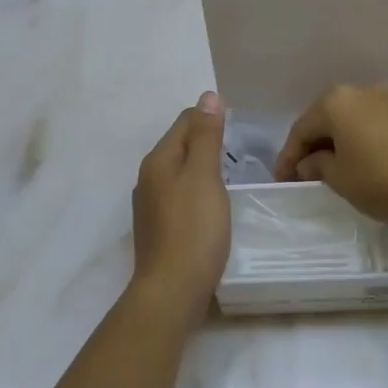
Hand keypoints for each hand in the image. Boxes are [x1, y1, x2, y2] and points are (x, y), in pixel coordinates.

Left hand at [130, 91, 228, 320]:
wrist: (171, 291)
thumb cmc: (193, 229)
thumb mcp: (204, 176)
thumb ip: (207, 136)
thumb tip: (208, 96)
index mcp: (158, 160)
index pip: (185, 121)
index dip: (211, 118)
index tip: (239, 127)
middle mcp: (148, 178)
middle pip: (179, 146)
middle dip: (206, 141)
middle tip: (239, 150)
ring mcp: (150, 206)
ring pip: (180, 173)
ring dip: (202, 168)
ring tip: (230, 176)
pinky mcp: (159, 229)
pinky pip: (180, 196)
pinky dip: (198, 192)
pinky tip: (213, 206)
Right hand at [273, 83, 387, 223]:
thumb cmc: (384, 179)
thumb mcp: (340, 179)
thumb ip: (317, 166)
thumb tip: (311, 161)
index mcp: (336, 101)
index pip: (301, 129)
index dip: (288, 157)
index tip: (283, 181)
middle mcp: (362, 90)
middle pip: (327, 119)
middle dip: (314, 146)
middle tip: (305, 174)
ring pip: (352, 120)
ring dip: (340, 143)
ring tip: (334, 170)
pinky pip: (375, 124)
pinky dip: (363, 141)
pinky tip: (363, 162)